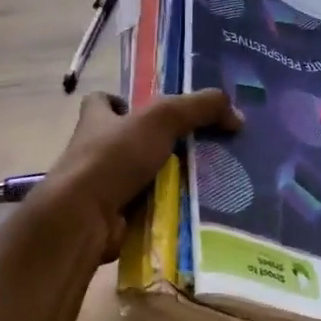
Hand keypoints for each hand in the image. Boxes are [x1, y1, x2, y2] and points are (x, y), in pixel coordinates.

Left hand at [36, 90, 242, 257]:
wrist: (83, 219)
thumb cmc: (113, 158)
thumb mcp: (161, 119)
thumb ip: (199, 108)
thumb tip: (237, 114)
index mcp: (96, 121)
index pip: (101, 102)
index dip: (122, 102)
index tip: (152, 111)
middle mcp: (94, 152)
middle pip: (128, 142)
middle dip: (158, 145)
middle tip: (199, 148)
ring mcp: (101, 187)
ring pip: (140, 178)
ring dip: (167, 179)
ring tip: (209, 179)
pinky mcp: (112, 218)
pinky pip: (146, 209)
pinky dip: (166, 209)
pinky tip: (195, 209)